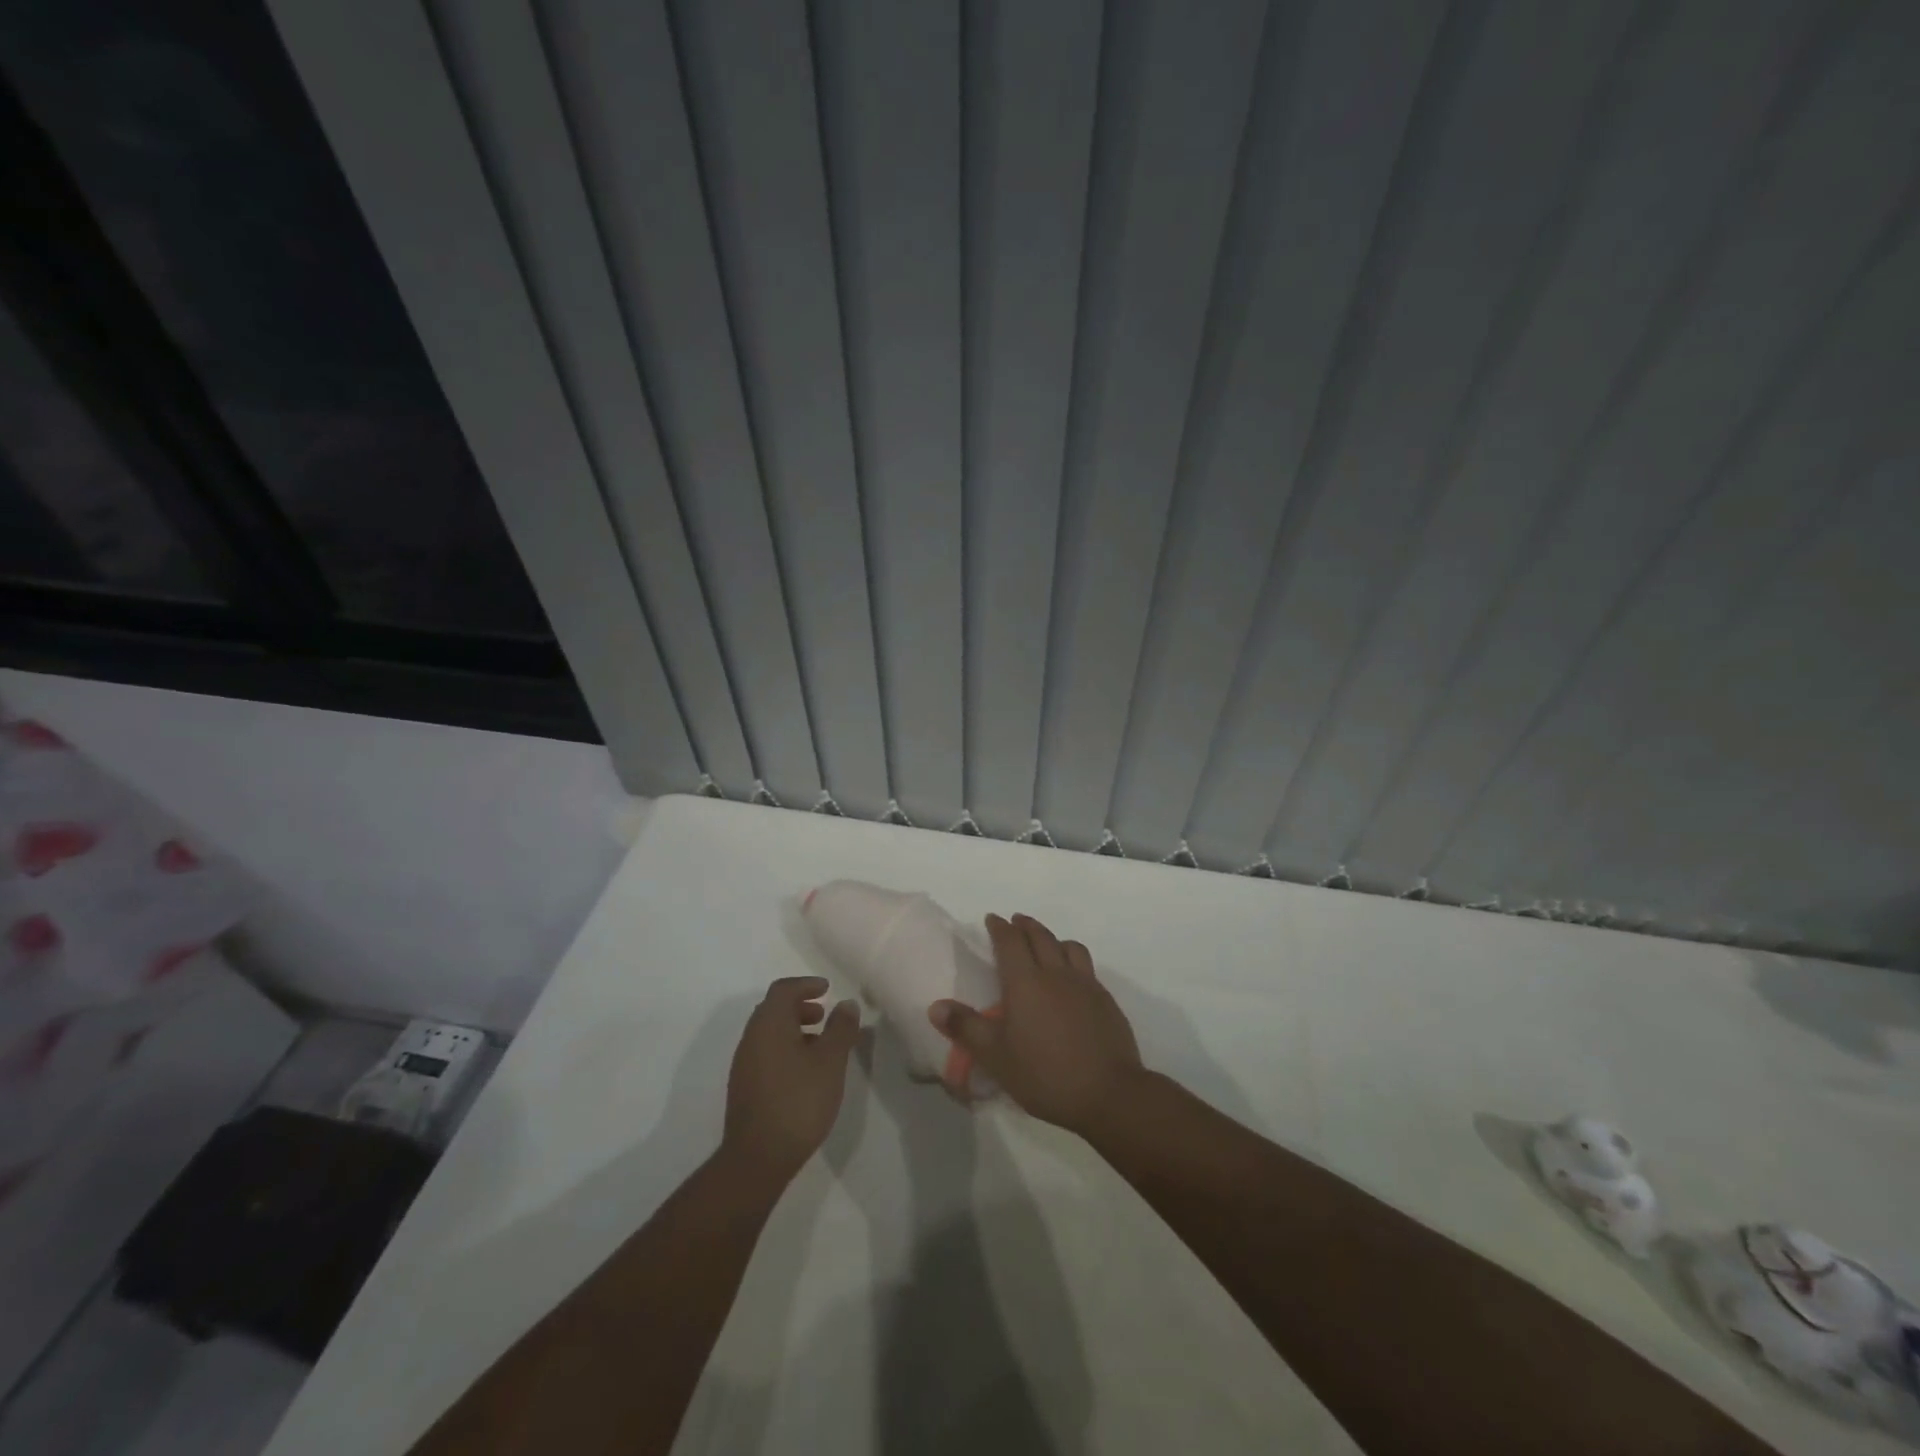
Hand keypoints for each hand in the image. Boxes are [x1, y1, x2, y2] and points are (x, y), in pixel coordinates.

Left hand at [723, 977, 860, 1179]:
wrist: (758, 1158)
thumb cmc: (798, 1101)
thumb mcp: (830, 1062)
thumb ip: (840, 1029)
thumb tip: (846, 1003)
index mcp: (769, 1025)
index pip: (783, 990)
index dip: (806, 985)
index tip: (827, 989)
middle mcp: (751, 1038)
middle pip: (773, 1009)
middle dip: (800, 1006)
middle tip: (824, 1014)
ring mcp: (744, 1064)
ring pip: (769, 1033)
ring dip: (793, 1028)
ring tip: (820, 1044)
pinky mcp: (744, 1087)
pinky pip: (765, 1053)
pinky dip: (785, 1048)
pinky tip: (804, 1071)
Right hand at [929, 914, 1144, 1136]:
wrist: (1108, 1092)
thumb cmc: (1044, 1073)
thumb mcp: (996, 1056)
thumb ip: (966, 1028)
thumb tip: (936, 1006)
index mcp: (1026, 982)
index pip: (1010, 942)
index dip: (1000, 928)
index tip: (992, 919)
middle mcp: (1056, 974)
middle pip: (1041, 937)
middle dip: (1025, 925)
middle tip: (1016, 921)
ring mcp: (1086, 985)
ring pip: (1069, 947)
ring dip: (1053, 938)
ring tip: (1047, 943)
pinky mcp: (1106, 1000)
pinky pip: (1087, 967)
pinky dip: (1074, 960)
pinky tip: (1073, 978)